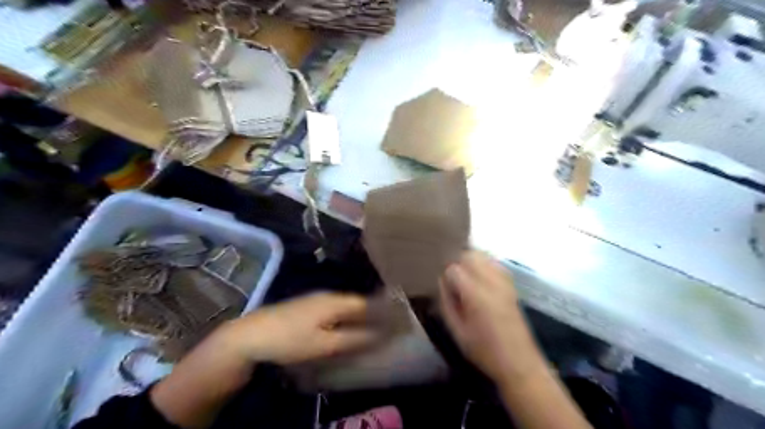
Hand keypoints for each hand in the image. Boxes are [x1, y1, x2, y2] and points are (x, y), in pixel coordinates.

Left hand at [222, 292, 378, 364]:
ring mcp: (315, 299)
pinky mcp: (306, 306)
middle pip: (355, 302)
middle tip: (386, 325)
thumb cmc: (290, 339)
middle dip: (372, 312)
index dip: (382, 310)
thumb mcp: (324, 344)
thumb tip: (379, 335)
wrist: (251, 335)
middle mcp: (327, 295)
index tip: (395, 320)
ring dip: (358, 315)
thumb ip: (352, 339)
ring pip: (344, 305)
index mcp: (334, 301)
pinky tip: (344, 326)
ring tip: (370, 327)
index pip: (365, 303)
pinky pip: (333, 309)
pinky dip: (345, 317)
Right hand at [436, 249, 543, 383]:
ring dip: (470, 261)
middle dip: (457, 263)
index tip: (444, 288)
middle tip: (452, 280)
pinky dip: (484, 265)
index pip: (454, 269)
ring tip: (465, 279)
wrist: (520, 363)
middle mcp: (491, 283)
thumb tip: (441, 282)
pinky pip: (495, 264)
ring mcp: (504, 282)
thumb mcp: (458, 332)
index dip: (446, 276)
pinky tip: (480, 280)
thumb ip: (447, 303)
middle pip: (470, 255)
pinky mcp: (511, 286)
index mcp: (476, 296)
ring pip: (483, 256)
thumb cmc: (484, 351)